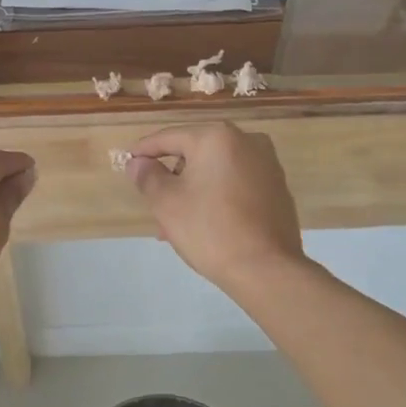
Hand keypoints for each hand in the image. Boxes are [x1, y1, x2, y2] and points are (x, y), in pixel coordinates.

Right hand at [125, 123, 304, 295]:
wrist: (266, 269)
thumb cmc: (209, 229)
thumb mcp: (166, 203)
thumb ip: (147, 176)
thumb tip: (138, 163)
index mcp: (217, 137)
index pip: (169, 137)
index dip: (144, 151)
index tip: (128, 163)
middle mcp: (247, 141)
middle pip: (195, 153)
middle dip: (172, 178)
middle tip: (153, 204)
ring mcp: (267, 164)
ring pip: (215, 172)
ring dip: (193, 191)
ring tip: (175, 225)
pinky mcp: (277, 188)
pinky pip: (236, 184)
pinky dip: (217, 197)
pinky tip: (204, 225)